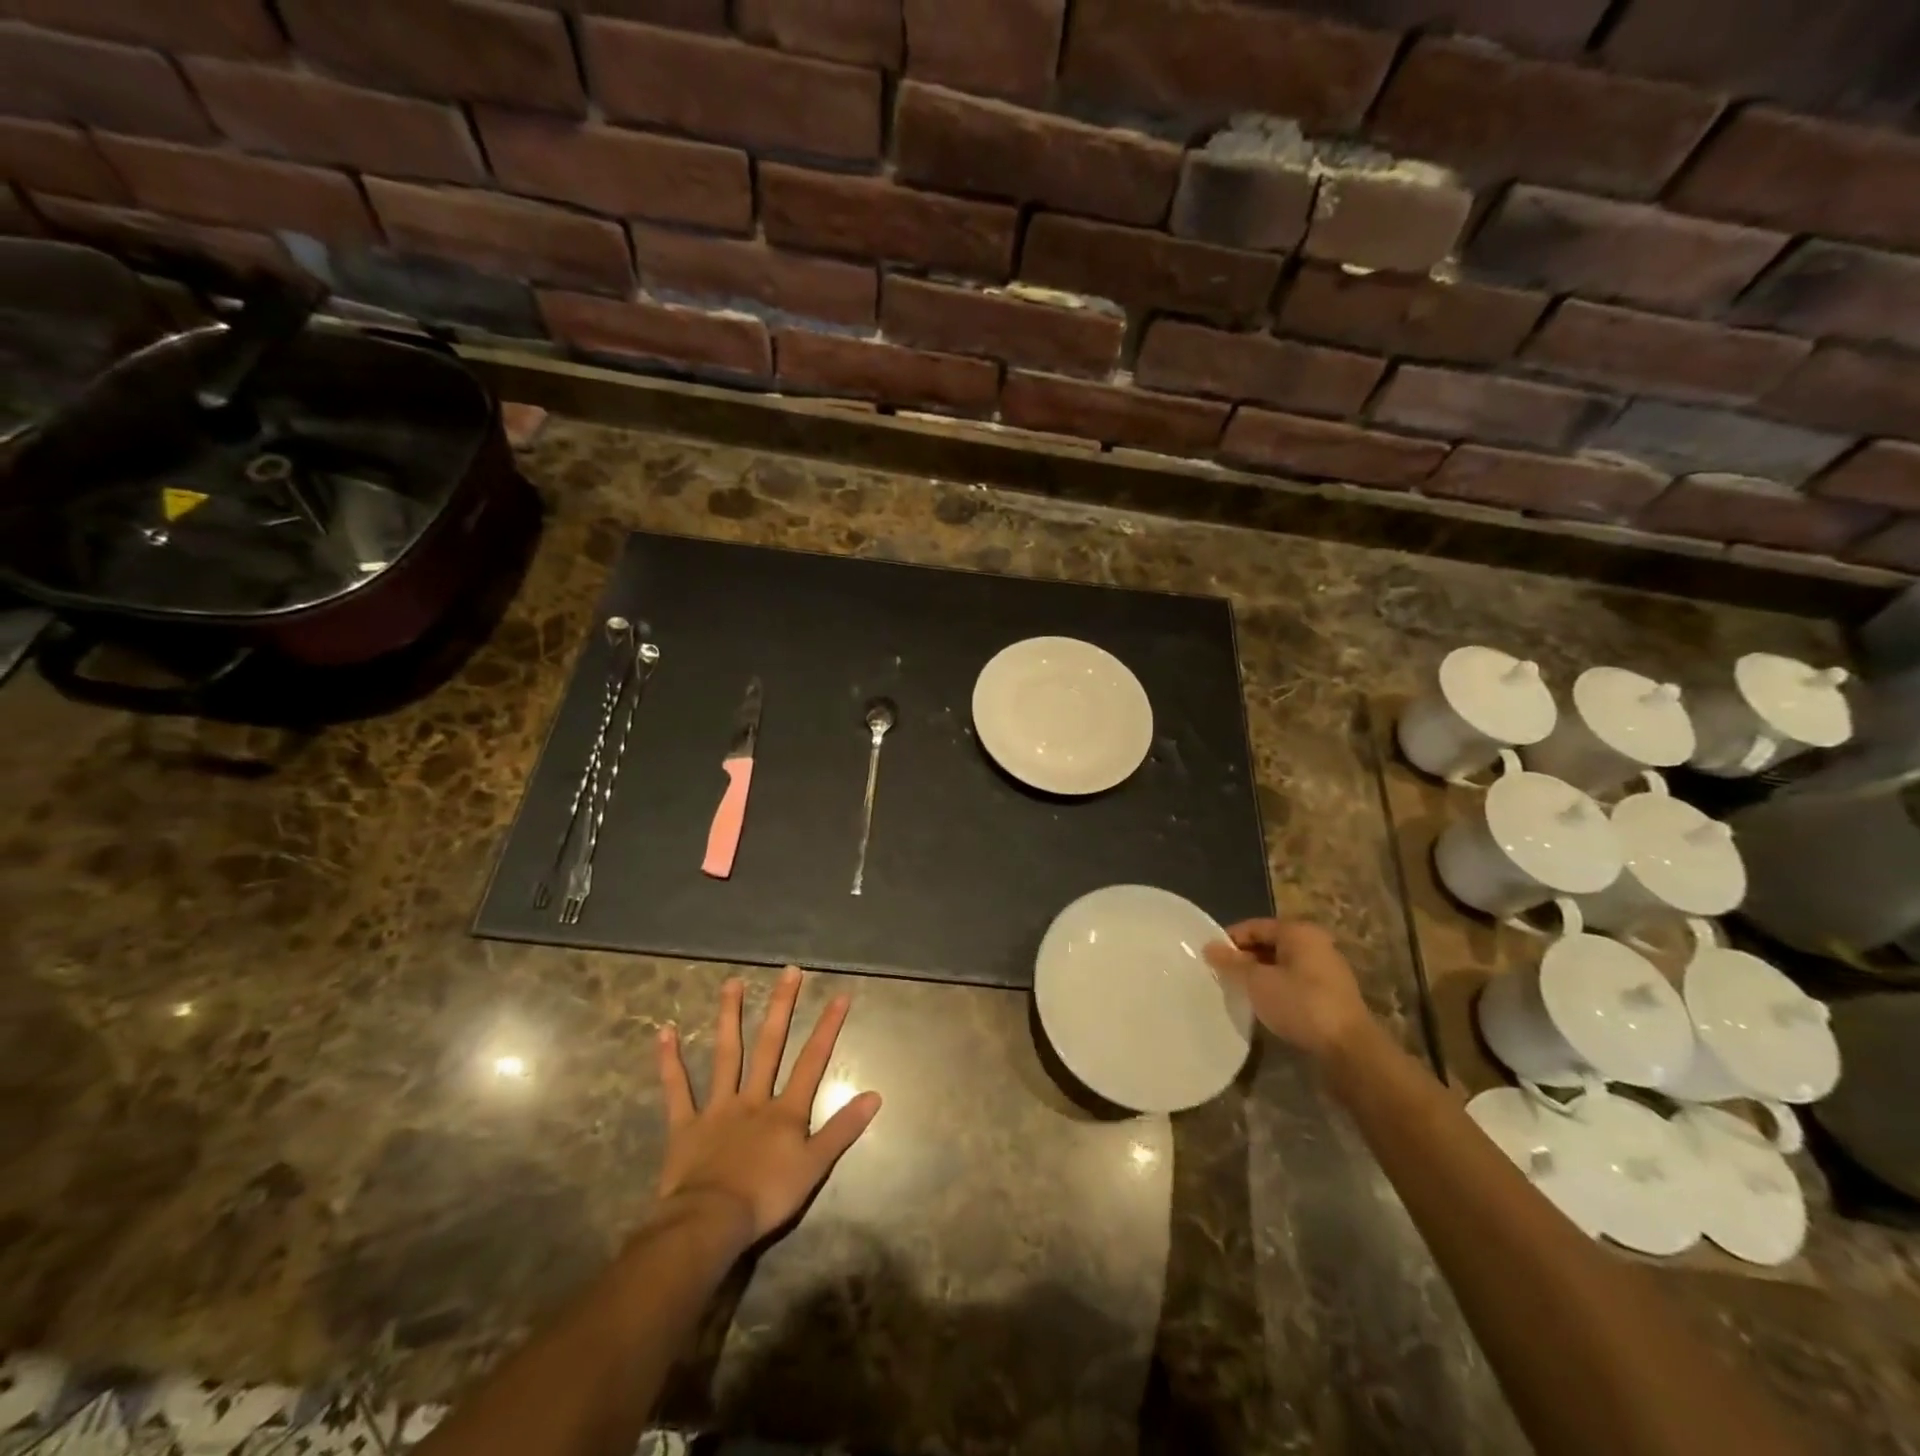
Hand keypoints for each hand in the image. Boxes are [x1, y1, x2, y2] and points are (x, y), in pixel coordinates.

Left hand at [655, 966, 881, 1244]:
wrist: (711, 1222)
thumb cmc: (767, 1197)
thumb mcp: (814, 1167)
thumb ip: (843, 1129)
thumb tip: (875, 1095)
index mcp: (785, 1110)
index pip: (812, 1061)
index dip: (827, 1027)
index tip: (839, 994)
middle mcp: (753, 1098)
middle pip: (769, 1045)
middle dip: (781, 1007)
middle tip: (788, 971)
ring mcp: (718, 1107)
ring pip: (726, 1055)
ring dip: (729, 1018)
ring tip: (732, 983)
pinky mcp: (686, 1124)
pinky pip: (677, 1089)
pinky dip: (670, 1061)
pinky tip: (665, 1031)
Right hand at [1204, 919, 1374, 1061]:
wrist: (1350, 1050)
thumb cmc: (1300, 1004)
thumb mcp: (1257, 982)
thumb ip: (1231, 963)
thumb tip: (1209, 947)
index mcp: (1298, 932)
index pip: (1254, 926)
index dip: (1229, 941)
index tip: (1209, 960)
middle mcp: (1315, 945)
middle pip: (1269, 945)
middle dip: (1244, 960)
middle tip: (1221, 977)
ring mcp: (1327, 971)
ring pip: (1281, 966)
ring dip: (1259, 977)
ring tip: (1238, 993)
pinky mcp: (1331, 996)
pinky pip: (1295, 983)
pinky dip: (1277, 990)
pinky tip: (1263, 1007)